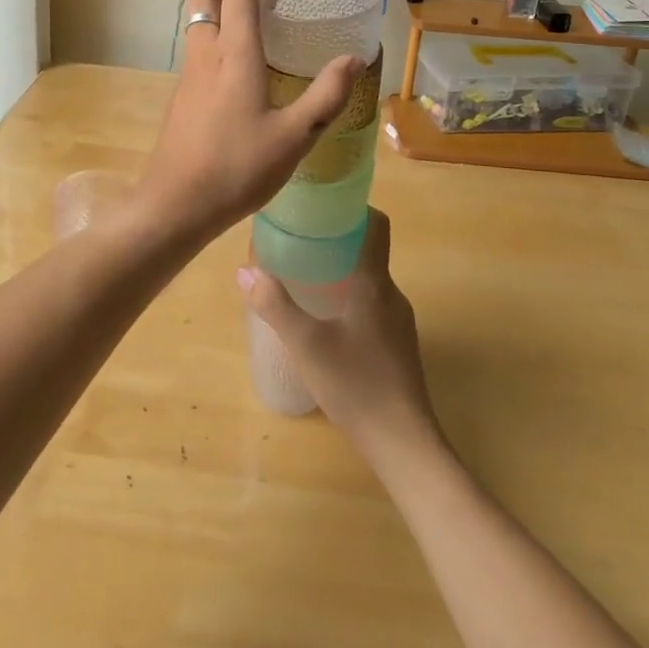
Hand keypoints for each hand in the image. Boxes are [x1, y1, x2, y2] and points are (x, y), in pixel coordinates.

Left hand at [135, 0, 364, 246]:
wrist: (176, 205)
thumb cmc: (238, 169)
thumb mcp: (295, 136)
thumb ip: (327, 95)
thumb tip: (353, 60)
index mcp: (234, 54)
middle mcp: (205, 53)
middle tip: (270, 2)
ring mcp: (188, 74)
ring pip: (199, 21)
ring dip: (227, 13)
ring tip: (264, 37)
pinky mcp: (181, 95)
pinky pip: (198, 49)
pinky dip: (220, 41)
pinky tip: (245, 78)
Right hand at [237, 210, 441, 465]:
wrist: (404, 444)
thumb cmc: (356, 385)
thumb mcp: (306, 344)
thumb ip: (274, 305)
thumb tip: (244, 270)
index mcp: (375, 283)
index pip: (376, 225)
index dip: (353, 207)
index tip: (322, 202)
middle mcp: (392, 295)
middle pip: (368, 251)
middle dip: (336, 240)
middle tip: (299, 238)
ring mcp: (399, 323)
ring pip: (369, 281)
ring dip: (341, 271)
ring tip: (304, 275)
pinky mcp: (397, 346)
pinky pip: (372, 305)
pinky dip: (349, 298)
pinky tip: (325, 319)